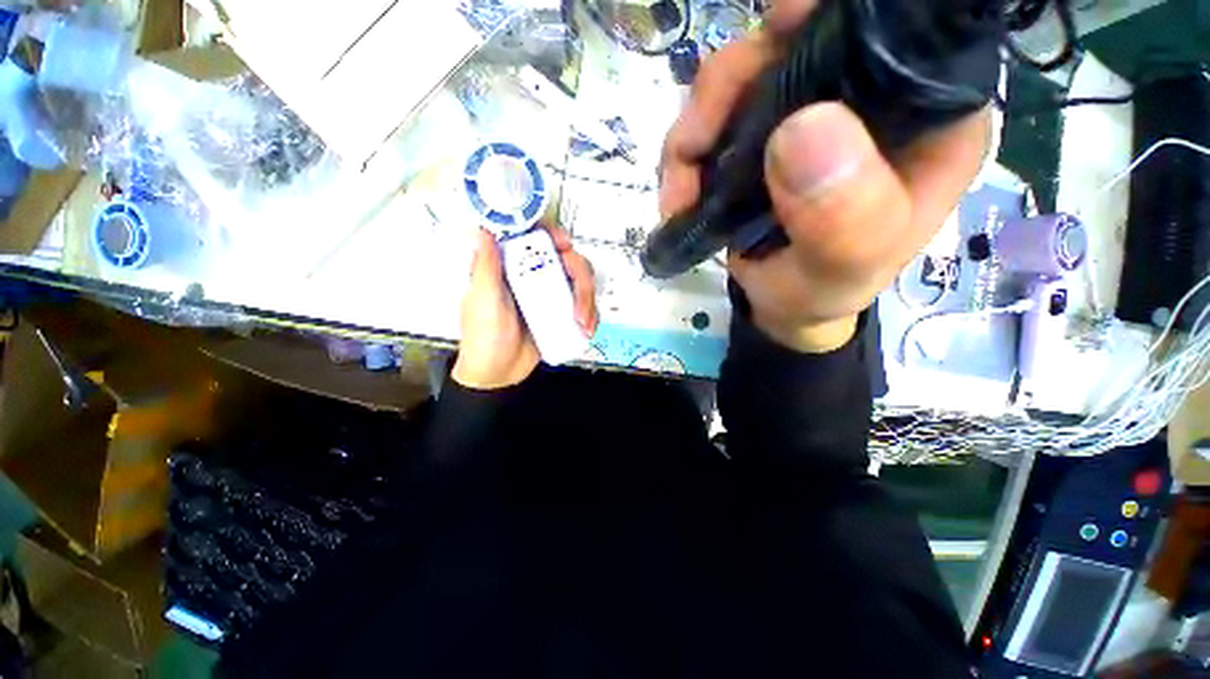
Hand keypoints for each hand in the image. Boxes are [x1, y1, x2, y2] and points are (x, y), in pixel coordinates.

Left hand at [452, 227, 598, 389]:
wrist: (499, 374)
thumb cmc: (484, 339)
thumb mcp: (482, 302)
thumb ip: (485, 268)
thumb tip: (485, 232)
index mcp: (511, 268)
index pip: (535, 239)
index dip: (553, 234)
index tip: (565, 245)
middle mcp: (533, 277)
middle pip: (568, 260)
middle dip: (581, 279)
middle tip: (579, 303)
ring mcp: (550, 295)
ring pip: (580, 282)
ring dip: (588, 300)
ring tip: (583, 323)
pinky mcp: (562, 312)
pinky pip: (584, 305)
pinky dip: (591, 314)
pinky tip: (586, 328)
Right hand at [659, 0, 989, 352]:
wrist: (782, 306)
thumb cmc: (823, 290)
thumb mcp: (842, 267)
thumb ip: (843, 215)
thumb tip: (802, 128)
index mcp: (922, 114)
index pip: (893, 30)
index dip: (833, 16)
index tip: (779, 28)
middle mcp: (864, 97)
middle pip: (793, 41)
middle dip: (730, 86)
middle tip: (693, 147)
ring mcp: (804, 111)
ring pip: (738, 77)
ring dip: (693, 132)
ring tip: (678, 194)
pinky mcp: (759, 135)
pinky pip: (711, 117)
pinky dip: (684, 152)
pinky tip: (678, 194)